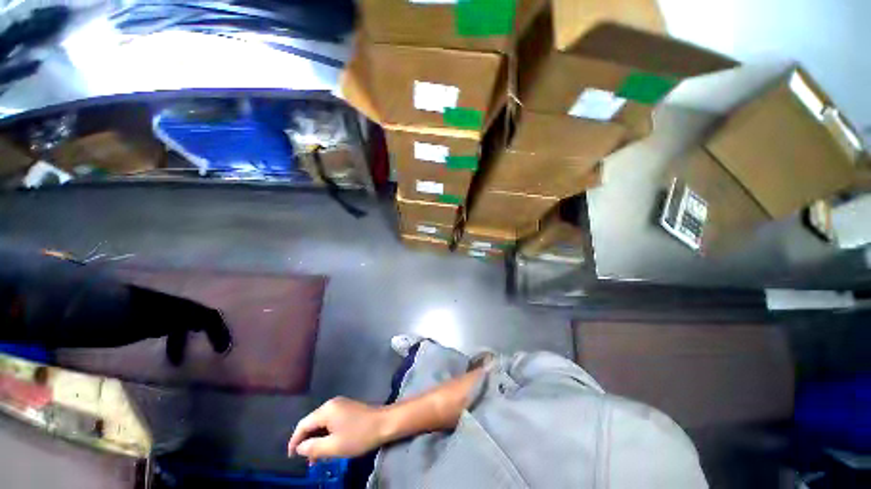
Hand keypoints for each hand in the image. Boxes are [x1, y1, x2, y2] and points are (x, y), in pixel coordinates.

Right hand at [288, 397, 386, 461]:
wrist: (384, 423)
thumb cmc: (359, 435)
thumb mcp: (334, 446)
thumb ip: (313, 448)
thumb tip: (299, 448)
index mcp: (326, 410)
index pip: (303, 424)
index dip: (294, 441)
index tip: (290, 457)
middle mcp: (332, 404)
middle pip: (312, 422)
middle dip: (306, 441)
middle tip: (305, 460)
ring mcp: (341, 404)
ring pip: (322, 422)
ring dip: (317, 439)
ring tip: (316, 458)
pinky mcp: (348, 408)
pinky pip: (331, 421)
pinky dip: (326, 433)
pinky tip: (328, 445)